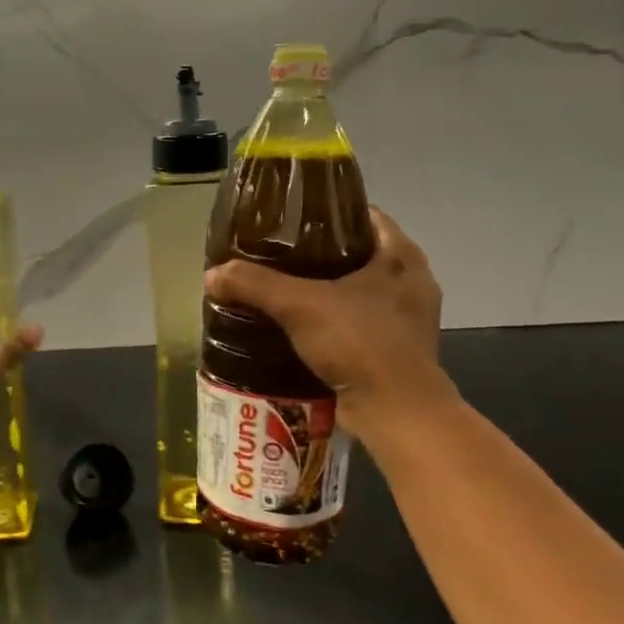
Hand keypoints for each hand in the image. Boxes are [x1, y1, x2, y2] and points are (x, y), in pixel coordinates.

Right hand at [204, 207, 452, 437]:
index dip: (329, 212)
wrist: (396, 412)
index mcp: (400, 257)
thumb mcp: (299, 305)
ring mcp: (407, 319)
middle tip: (278, 254)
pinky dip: (332, 322)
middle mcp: (411, 282)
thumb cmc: (360, 343)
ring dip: (327, 290)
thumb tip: (212, 275)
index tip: (292, 217)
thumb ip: (254, 284)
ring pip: (359, 290)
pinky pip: (358, 323)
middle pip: (360, 253)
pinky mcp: (396, 350)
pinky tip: (299, 326)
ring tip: (283, 289)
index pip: (366, 215)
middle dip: (321, 253)